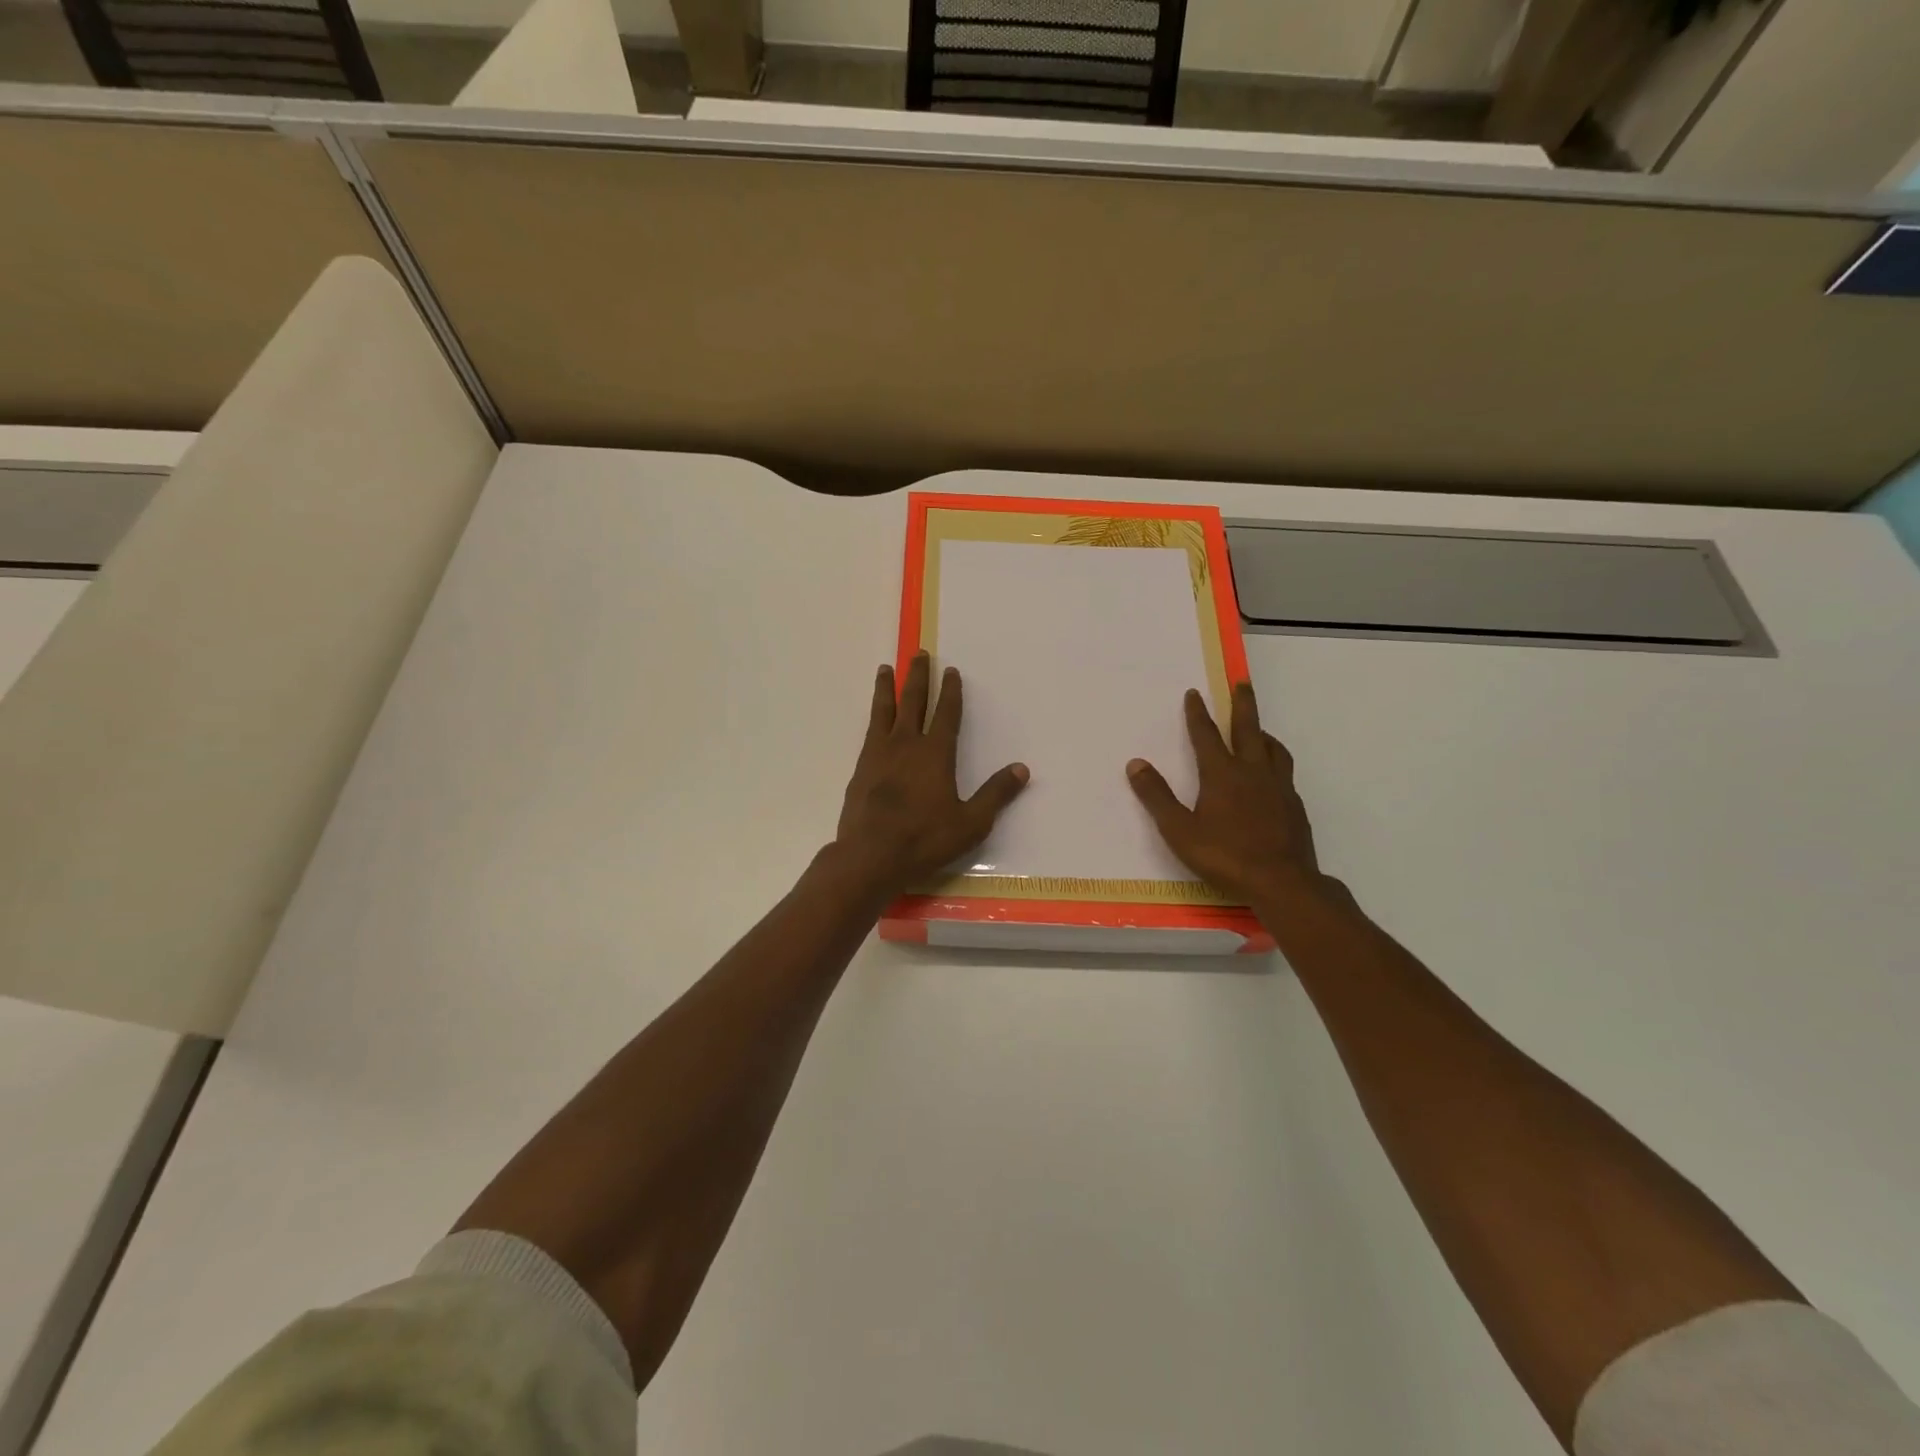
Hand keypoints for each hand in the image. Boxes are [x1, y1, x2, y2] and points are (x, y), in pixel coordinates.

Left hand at [834, 652, 1028, 899]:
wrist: (870, 856)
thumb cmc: (924, 840)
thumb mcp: (970, 823)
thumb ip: (995, 794)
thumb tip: (1022, 768)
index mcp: (935, 754)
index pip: (946, 714)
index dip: (951, 691)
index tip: (952, 671)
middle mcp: (906, 745)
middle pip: (912, 701)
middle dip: (918, 676)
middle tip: (919, 654)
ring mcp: (879, 754)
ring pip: (884, 710)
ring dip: (887, 687)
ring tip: (885, 668)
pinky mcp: (860, 768)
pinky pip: (869, 730)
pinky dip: (874, 715)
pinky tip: (874, 716)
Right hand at [1127, 682, 1322, 906]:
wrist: (1282, 882)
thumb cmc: (1225, 856)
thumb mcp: (1179, 830)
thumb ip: (1157, 796)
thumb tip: (1135, 764)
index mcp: (1222, 774)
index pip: (1206, 735)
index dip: (1197, 713)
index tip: (1194, 693)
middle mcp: (1252, 772)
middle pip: (1248, 729)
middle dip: (1242, 704)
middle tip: (1242, 684)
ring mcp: (1278, 787)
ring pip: (1273, 748)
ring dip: (1262, 732)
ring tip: (1258, 729)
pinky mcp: (1294, 805)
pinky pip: (1284, 771)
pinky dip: (1275, 761)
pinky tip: (1271, 775)